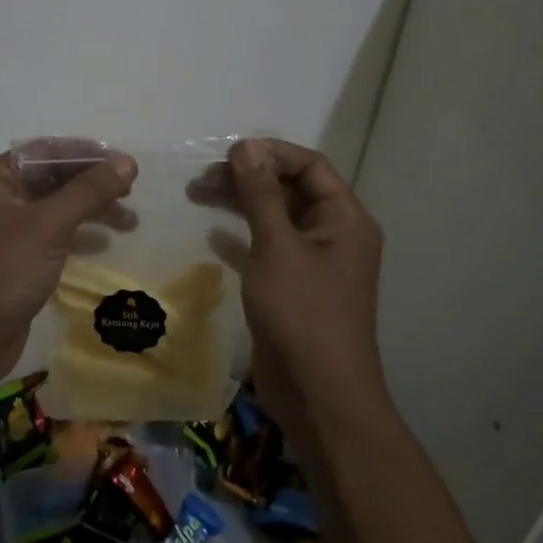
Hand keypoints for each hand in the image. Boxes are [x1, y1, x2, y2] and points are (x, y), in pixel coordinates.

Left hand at [0, 146, 137, 384]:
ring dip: (91, 210)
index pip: (45, 152)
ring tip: (129, 222)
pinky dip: (79, 234)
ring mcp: (6, 230)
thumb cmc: (1, 272)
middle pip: (52, 178)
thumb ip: (88, 191)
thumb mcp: (47, 226)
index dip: (86, 154)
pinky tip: (105, 243)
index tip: (125, 163)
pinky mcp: (17, 258)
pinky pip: (53, 235)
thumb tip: (127, 162)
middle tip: (131, 193)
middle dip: (92, 184)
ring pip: (56, 207)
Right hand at [220, 138, 383, 422]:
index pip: (310, 165)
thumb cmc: (303, 314)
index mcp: (345, 218)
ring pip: (276, 216)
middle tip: (202, 177)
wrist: (319, 396)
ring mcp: (314, 262)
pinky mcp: (293, 286)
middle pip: (290, 188)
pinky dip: (242, 235)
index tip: (226, 154)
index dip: (270, 153)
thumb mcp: (278, 247)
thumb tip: (246, 146)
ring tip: (198, 194)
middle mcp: (334, 233)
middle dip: (248, 177)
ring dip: (240, 203)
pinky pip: (268, 246)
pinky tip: (213, 233)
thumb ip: (260, 194)